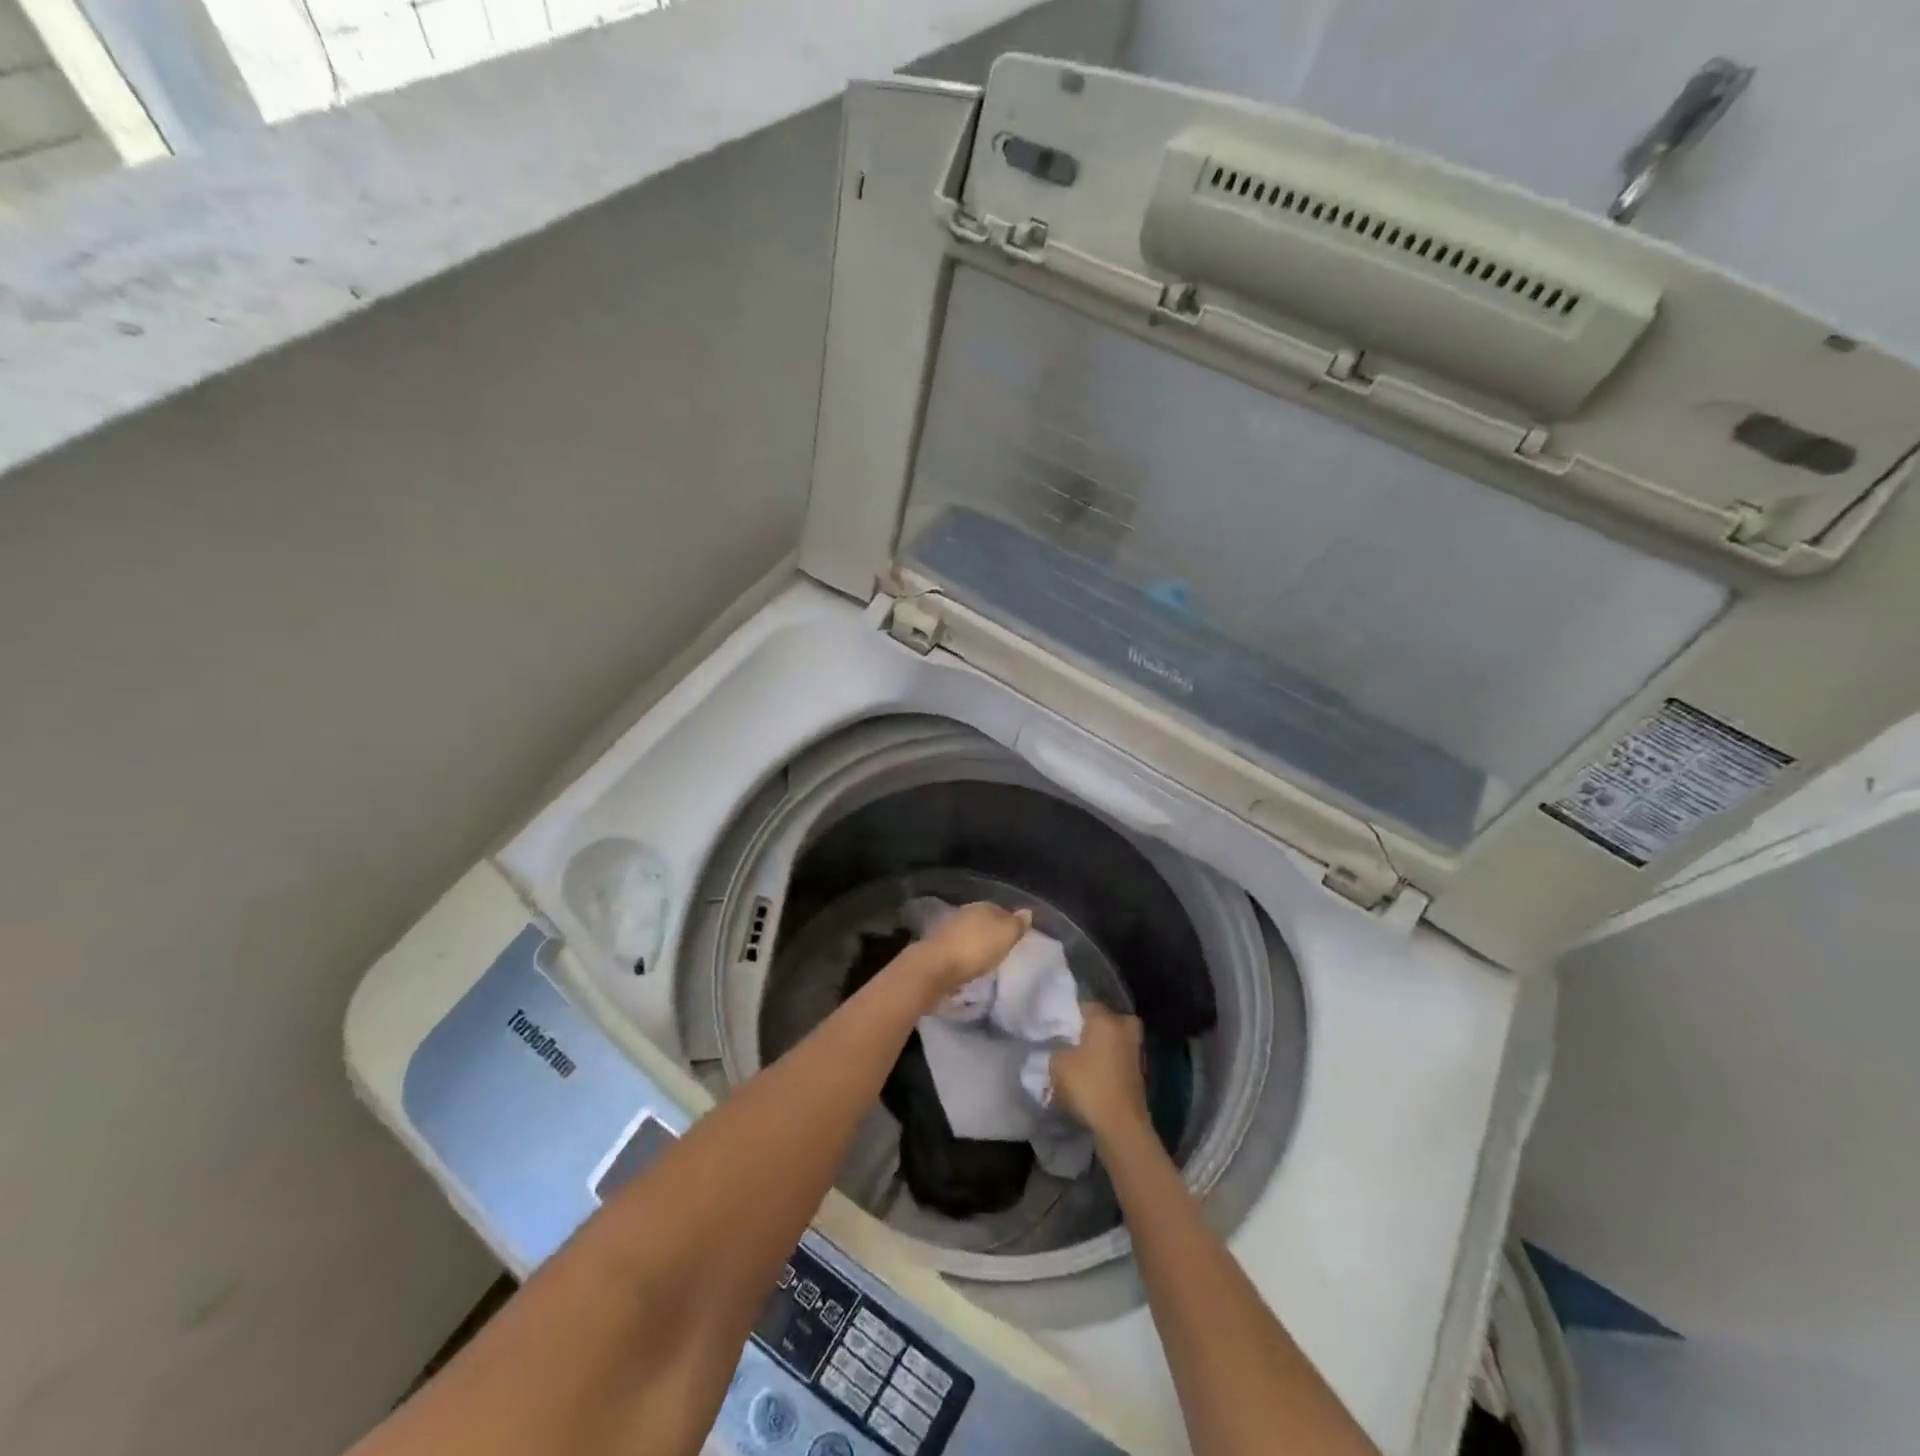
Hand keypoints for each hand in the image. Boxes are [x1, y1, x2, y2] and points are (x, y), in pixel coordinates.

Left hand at [911, 902, 1030, 1000]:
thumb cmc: (976, 949)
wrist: (936, 967)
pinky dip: (964, 955)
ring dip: (976, 944)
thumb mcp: (1005, 935)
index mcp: (982, 906)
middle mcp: (964, 913)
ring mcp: (948, 930)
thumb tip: (1027, 911)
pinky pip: (958, 949)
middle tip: (1002, 949)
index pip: (1001, 910)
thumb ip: (1017, 924)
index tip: (1015, 938)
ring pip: (969, 934)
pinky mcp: (938, 948)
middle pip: (983, 921)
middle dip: (991, 933)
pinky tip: (968, 966)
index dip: (1009, 923)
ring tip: (986, 960)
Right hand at [1050, 1003, 1150, 1139]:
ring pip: (1113, 1040)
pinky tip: (1092, 1075)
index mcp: (1105, 1019)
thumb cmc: (1088, 1086)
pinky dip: (1107, 1063)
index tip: (1058, 1027)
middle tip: (1072, 1041)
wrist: (1121, 1125)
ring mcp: (1135, 1050)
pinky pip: (1118, 1058)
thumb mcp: (1058, 1064)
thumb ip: (1057, 1047)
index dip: (1070, 1015)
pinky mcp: (1139, 1072)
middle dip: (1090, 1028)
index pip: (1085, 1005)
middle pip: (1104, 1020)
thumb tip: (1062, 1046)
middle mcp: (1124, 1028)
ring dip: (1100, 1047)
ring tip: (1080, 1061)